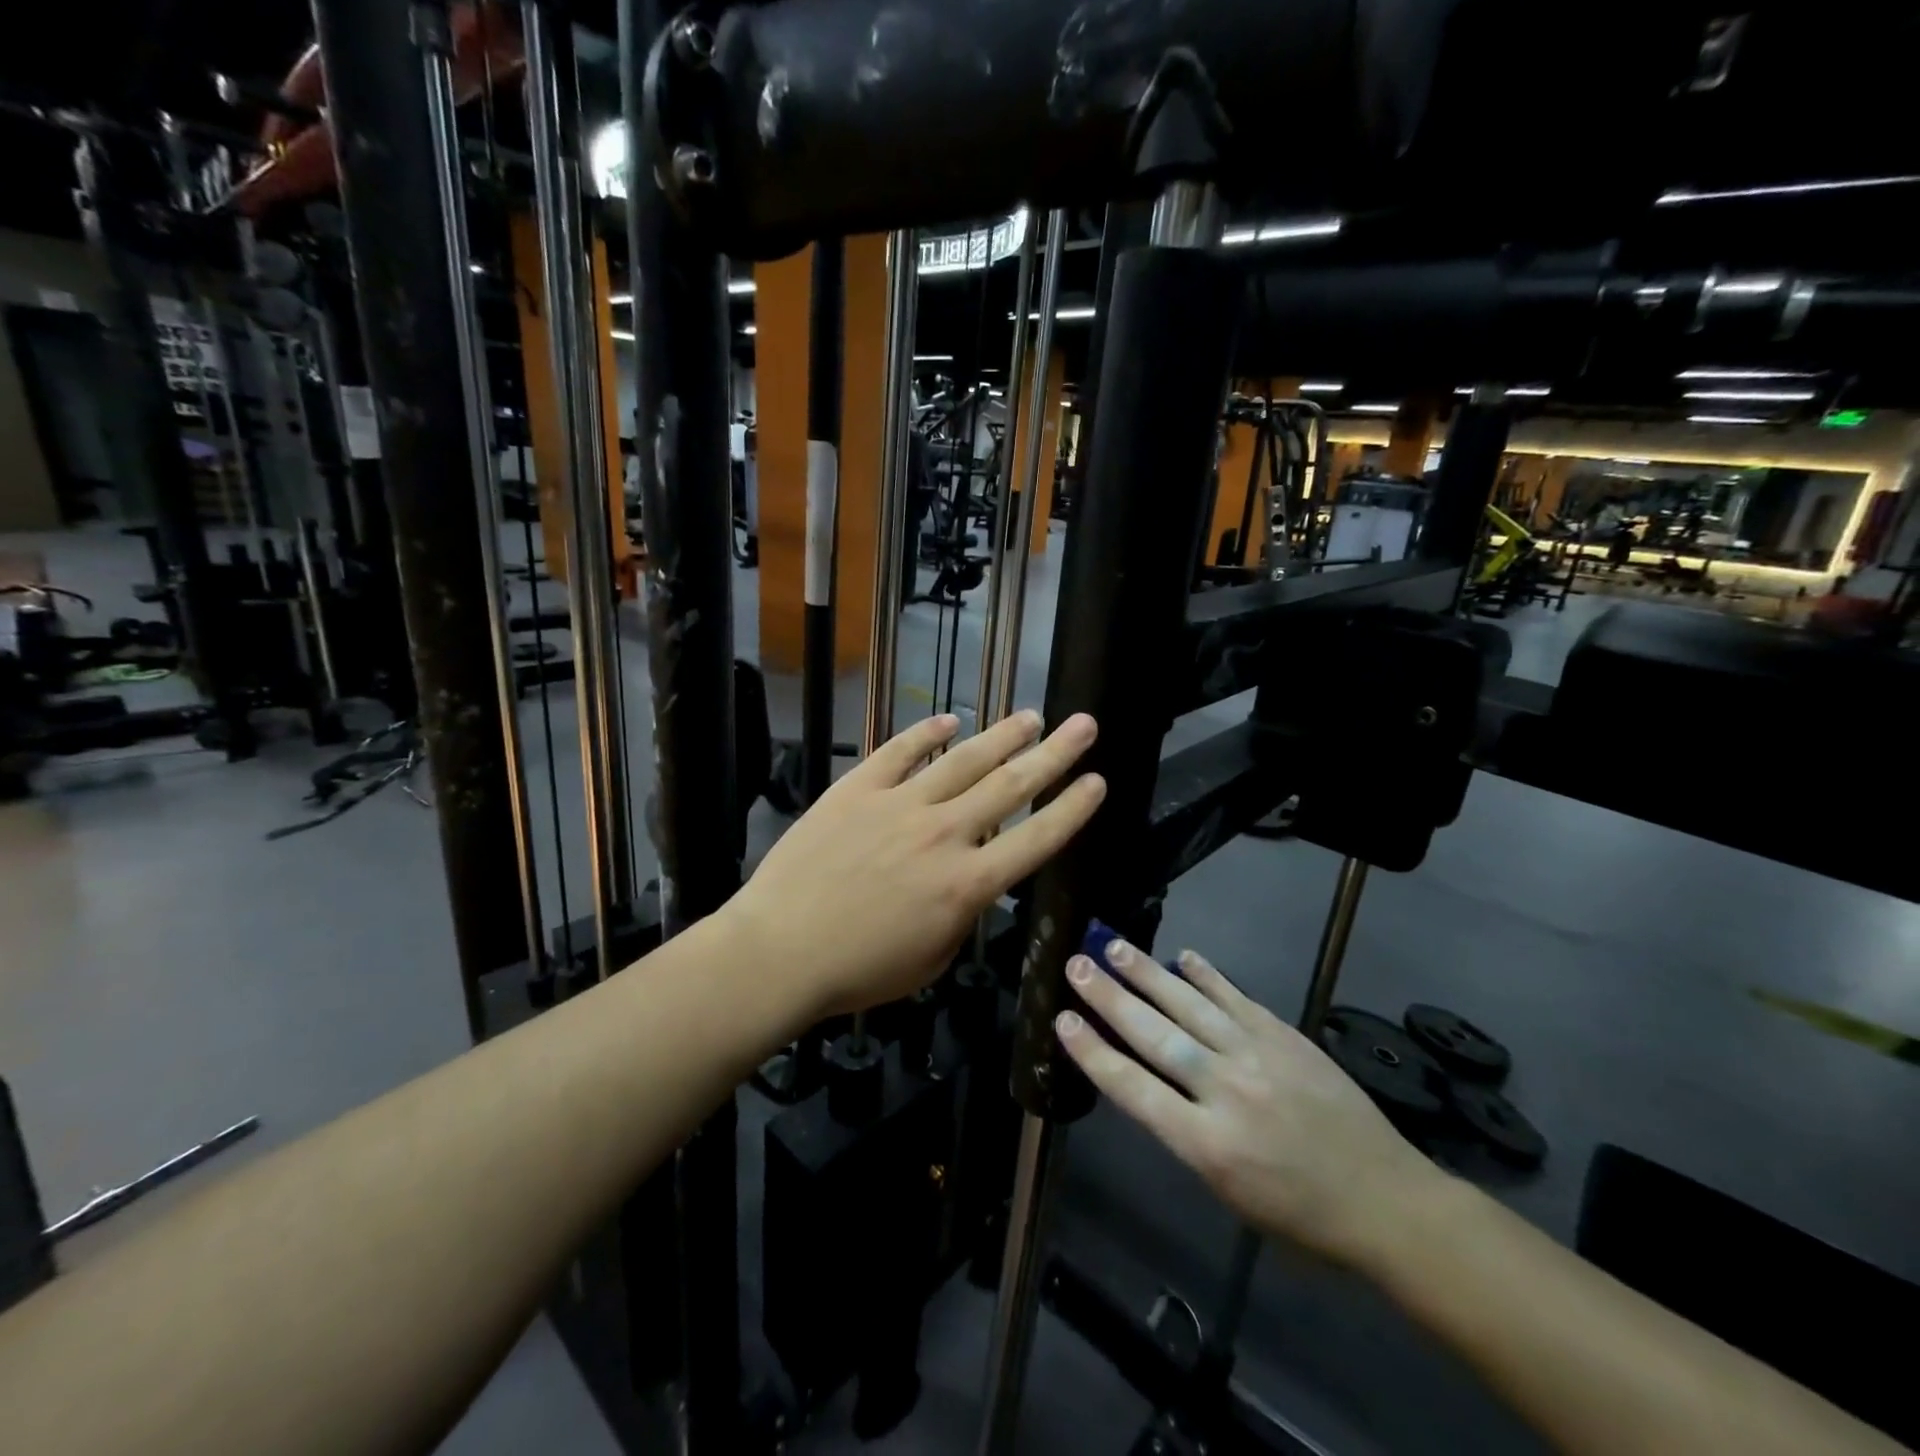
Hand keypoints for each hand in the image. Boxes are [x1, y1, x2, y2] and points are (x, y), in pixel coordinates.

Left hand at [728, 710, 1104, 1018]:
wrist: (780, 950)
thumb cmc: (858, 970)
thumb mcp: (931, 959)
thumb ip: (962, 914)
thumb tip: (968, 883)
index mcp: (967, 884)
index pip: (1037, 839)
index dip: (1073, 809)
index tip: (1098, 781)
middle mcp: (944, 834)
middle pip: (1011, 785)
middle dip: (1054, 754)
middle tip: (1084, 724)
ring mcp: (900, 805)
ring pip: (963, 760)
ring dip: (1001, 736)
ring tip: (1031, 715)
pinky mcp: (858, 789)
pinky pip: (899, 752)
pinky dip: (925, 734)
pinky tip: (949, 720)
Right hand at [1055, 939, 1450, 1267]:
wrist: (1386, 1201)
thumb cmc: (1299, 1215)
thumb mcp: (1227, 1192)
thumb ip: (1184, 1133)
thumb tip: (1149, 1081)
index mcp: (1206, 1143)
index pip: (1133, 1088)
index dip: (1092, 1051)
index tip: (1062, 1019)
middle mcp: (1225, 1090)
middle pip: (1154, 1034)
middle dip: (1109, 997)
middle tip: (1076, 964)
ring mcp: (1257, 1056)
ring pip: (1189, 1005)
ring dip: (1147, 973)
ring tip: (1114, 946)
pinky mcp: (1284, 1036)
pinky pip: (1236, 998)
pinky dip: (1207, 975)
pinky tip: (1183, 955)